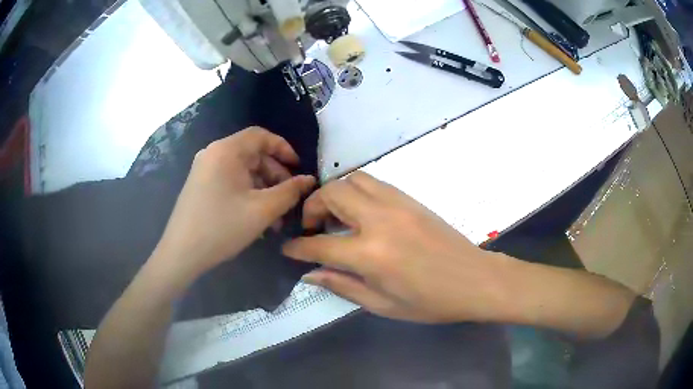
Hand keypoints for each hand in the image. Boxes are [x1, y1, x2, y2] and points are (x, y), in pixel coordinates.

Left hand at [153, 127, 315, 282]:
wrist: (182, 253)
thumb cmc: (222, 227)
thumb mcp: (262, 210)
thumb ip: (290, 192)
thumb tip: (309, 180)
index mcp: (226, 151)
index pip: (261, 136)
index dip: (284, 149)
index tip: (299, 169)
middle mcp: (213, 153)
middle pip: (252, 155)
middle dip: (275, 176)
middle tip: (289, 199)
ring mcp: (204, 170)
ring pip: (243, 171)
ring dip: (263, 190)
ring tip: (276, 217)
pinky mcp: (200, 185)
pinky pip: (230, 182)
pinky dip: (247, 194)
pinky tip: (257, 217)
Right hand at [283, 172, 514, 323]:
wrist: (474, 279)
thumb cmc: (430, 302)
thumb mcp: (382, 305)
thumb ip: (342, 286)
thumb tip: (310, 274)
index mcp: (371, 255)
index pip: (319, 245)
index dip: (297, 247)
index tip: (288, 248)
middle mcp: (379, 220)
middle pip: (331, 194)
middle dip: (311, 208)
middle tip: (312, 228)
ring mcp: (396, 204)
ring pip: (352, 179)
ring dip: (334, 193)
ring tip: (334, 216)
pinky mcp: (409, 198)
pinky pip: (373, 182)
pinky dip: (356, 190)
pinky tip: (359, 212)